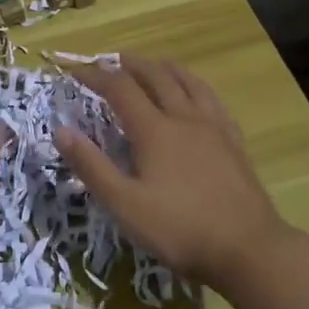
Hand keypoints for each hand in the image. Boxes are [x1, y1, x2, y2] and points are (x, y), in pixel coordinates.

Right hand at [52, 55, 292, 292]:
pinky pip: (212, 100)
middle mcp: (184, 118)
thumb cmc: (179, 228)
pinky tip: (197, 95)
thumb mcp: (124, 204)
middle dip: (131, 65)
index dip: (96, 76)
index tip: (76, 71)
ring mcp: (214, 127)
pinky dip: (196, 86)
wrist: (248, 248)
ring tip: (154, 64)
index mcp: (154, 130)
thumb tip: (61, 130)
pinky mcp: (234, 141)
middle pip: (156, 77)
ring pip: (188, 82)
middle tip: (113, 60)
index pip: (120, 89)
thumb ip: (92, 166)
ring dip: (165, 68)